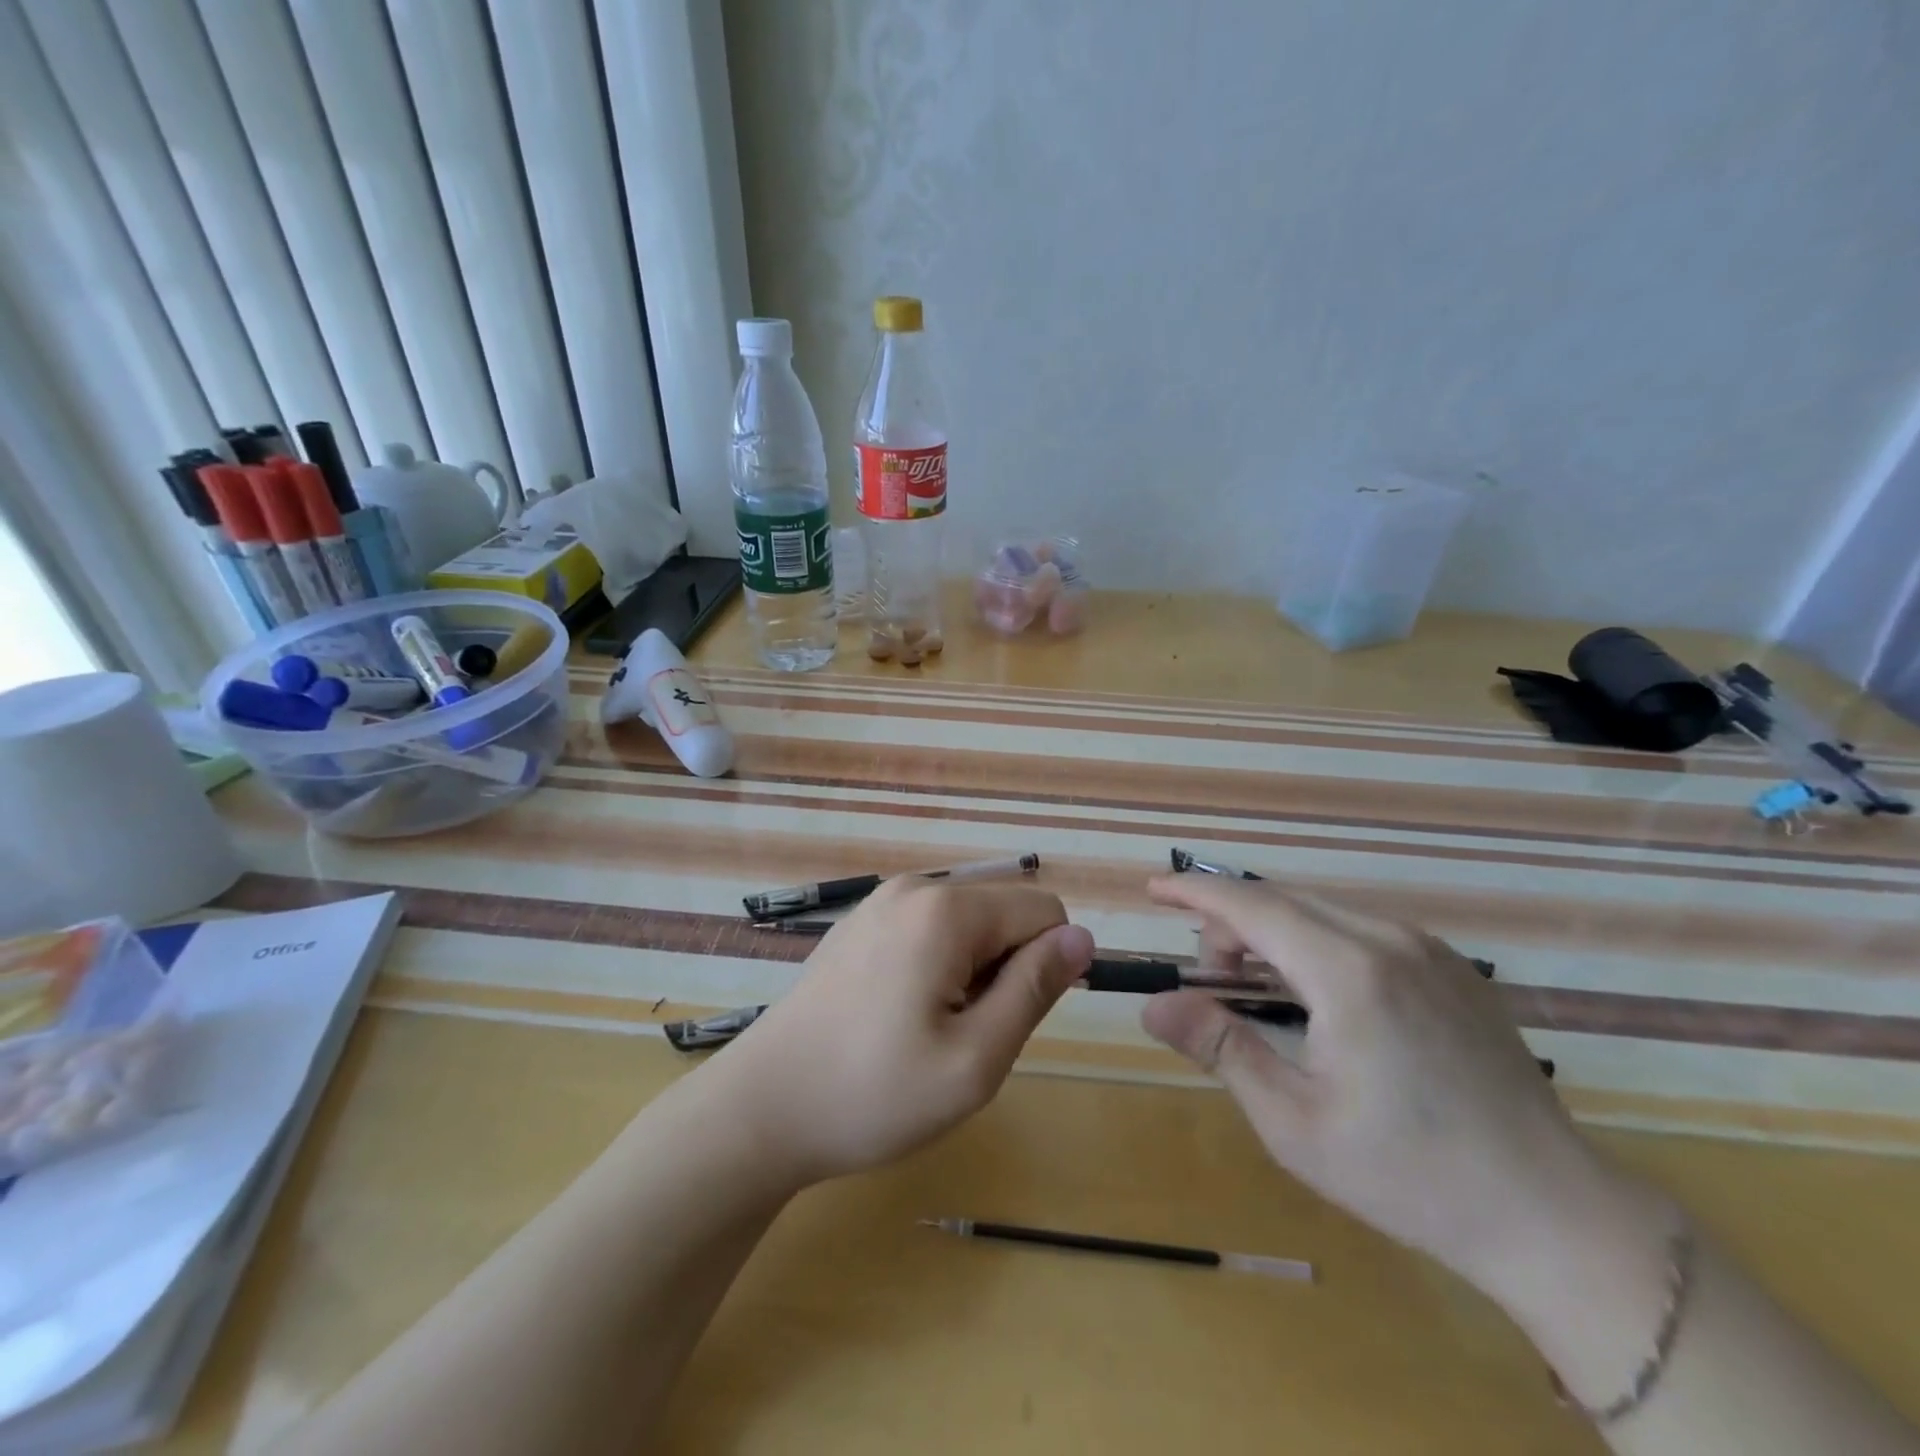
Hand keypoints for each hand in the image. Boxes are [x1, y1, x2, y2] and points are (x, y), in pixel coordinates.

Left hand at [705, 879, 1094, 1189]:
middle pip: (1003, 913)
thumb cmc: (873, 1093)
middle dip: (1005, 969)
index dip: (1046, 968)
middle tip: (962, 1035)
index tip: (1005, 1021)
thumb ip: (1035, 989)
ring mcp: (879, 903)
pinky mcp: (859, 925)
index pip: (1044, 910)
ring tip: (928, 1030)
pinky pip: (928, 932)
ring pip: (968, 925)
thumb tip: (1082, 937)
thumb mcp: (975, 1058)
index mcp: (945, 909)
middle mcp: (914, 888)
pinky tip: (897, 1018)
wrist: (762, 1109)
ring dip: (971, 974)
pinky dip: (936, 969)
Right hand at [1140, 875, 1672, 1336]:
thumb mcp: (1294, 1122)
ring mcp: (1429, 949)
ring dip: (1274, 932)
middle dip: (1230, 922)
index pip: (1251, 905)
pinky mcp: (1454, 967)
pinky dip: (1317, 941)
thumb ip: (1220, 1047)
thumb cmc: (1408, 1175)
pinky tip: (1318, 994)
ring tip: (1257, 988)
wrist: (1553, 1215)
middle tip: (1208, 977)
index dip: (1195, 891)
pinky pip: (1363, 930)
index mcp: (1348, 972)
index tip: (1153, 888)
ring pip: (1323, 911)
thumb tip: (1153, 1004)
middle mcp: (1389, 940)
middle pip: (1284, 900)